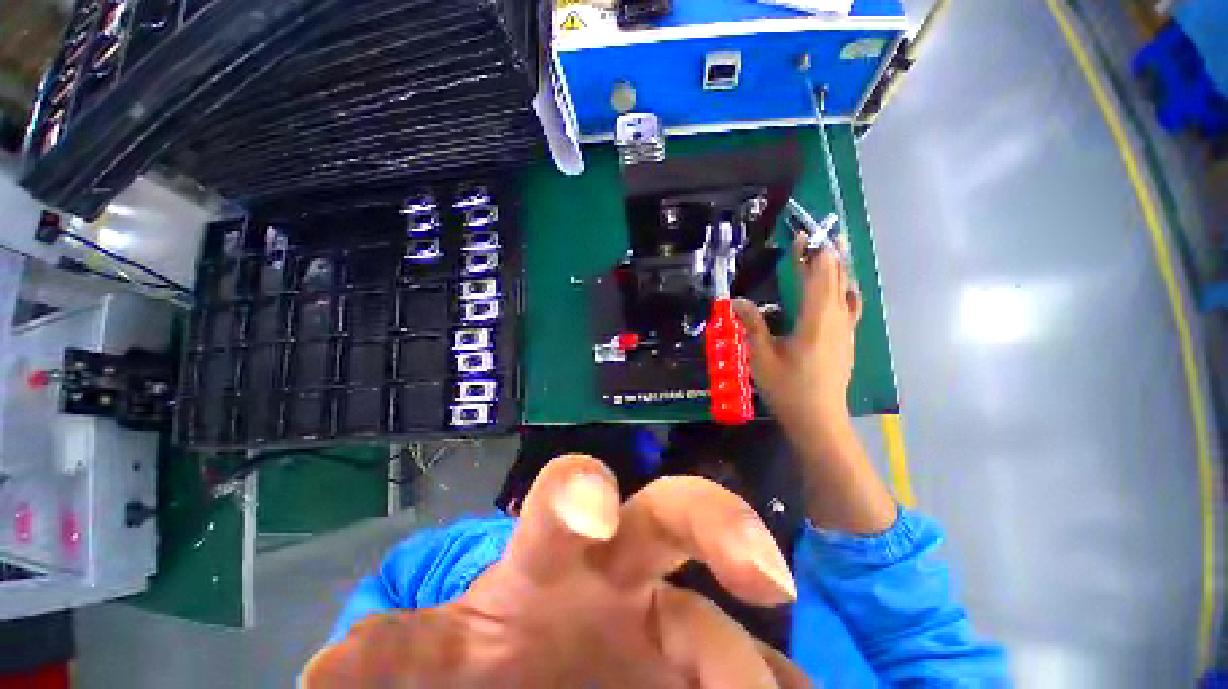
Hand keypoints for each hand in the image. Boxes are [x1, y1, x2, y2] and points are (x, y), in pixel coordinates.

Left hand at [303, 455, 810, 687]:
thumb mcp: (429, 658)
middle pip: (674, 516)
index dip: (581, 491)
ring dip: (746, 667)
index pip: (565, 500)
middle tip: (759, 570)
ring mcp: (670, 626)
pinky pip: (756, 675)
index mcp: (556, 558)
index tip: (593, 510)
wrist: (527, 682)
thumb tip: (322, 679)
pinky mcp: (699, 670)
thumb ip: (389, 658)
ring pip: (723, 625)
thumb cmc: (480, 659)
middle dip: (714, 523)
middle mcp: (624, 574)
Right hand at [734, 240, 861, 428]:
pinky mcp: (847, 341)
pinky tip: (846, 290)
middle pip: (835, 279)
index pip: (816, 277)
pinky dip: (847, 290)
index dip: (809, 254)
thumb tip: (736, 300)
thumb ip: (752, 325)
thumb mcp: (762, 356)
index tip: (801, 236)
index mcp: (816, 319)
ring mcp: (846, 330)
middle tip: (816, 235)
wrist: (819, 418)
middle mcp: (836, 319)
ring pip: (845, 290)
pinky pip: (851, 307)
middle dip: (825, 255)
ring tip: (832, 251)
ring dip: (838, 269)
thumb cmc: (788, 387)